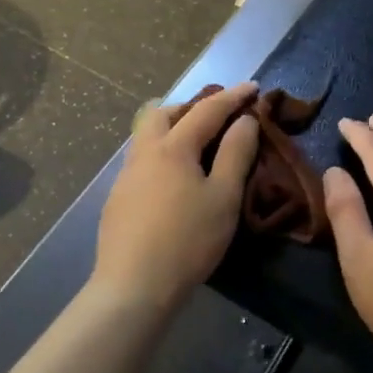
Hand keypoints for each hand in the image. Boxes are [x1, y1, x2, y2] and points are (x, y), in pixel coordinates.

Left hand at [93, 82, 260, 310]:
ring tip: (197, 143)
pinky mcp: (118, 198)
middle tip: (218, 115)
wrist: (134, 286)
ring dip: (173, 128)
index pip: (207, 110)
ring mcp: (126, 175)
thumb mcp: (224, 197)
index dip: (233, 97)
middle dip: (192, 106)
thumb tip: (245, 120)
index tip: (253, 87)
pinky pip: (142, 160)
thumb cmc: (187, 240)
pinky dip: (162, 153)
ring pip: (147, 135)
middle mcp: (144, 152)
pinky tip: (173, 178)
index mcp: (173, 147)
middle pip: (164, 113)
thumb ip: (236, 153)